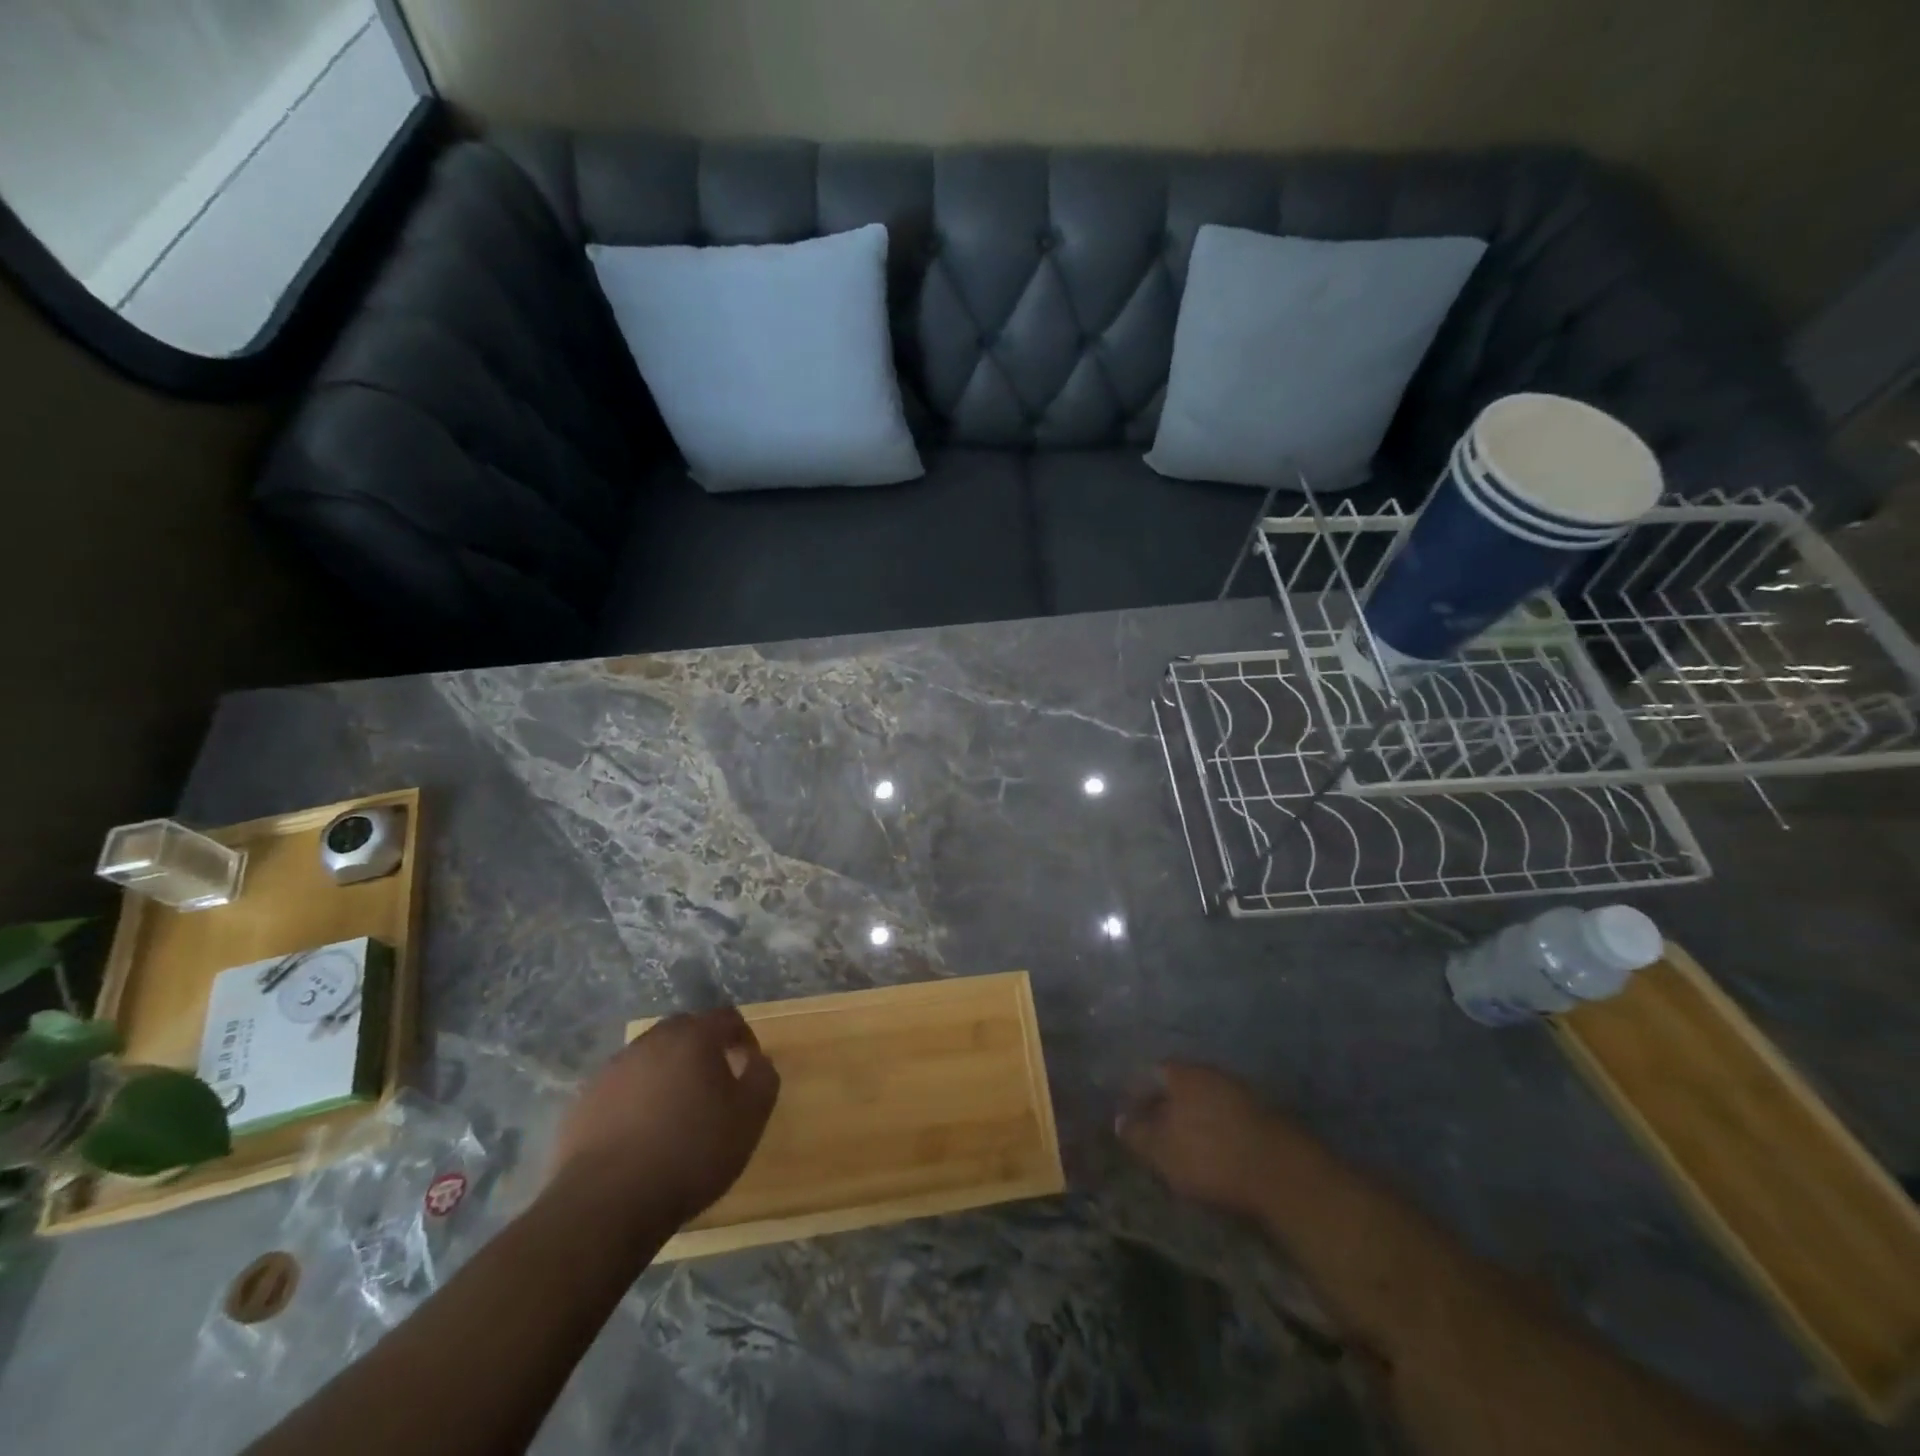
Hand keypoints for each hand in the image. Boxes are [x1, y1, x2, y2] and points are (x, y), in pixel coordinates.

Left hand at [550, 1007, 779, 1235]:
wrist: (606, 1204)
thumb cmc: (690, 1153)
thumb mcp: (749, 1118)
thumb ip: (763, 1078)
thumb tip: (757, 1060)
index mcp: (693, 1037)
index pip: (726, 1017)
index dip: (743, 1037)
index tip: (748, 1065)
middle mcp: (651, 1041)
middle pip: (685, 1032)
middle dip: (703, 1051)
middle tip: (714, 1086)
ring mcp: (613, 1070)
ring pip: (650, 1059)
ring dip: (667, 1075)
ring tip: (676, 1114)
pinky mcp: (585, 1102)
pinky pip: (622, 1089)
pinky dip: (636, 1101)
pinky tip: (641, 1136)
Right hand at [1116, 1061, 1284, 1217]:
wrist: (1283, 1174)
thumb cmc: (1210, 1157)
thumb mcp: (1161, 1151)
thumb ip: (1136, 1134)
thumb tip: (1118, 1119)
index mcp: (1181, 1073)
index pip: (1150, 1074)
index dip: (1137, 1096)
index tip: (1132, 1119)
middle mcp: (1210, 1071)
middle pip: (1180, 1085)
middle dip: (1168, 1106)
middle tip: (1158, 1133)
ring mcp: (1240, 1090)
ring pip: (1207, 1099)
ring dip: (1196, 1118)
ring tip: (1188, 1146)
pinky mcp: (1265, 1114)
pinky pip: (1229, 1116)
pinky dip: (1219, 1129)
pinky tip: (1218, 1151)